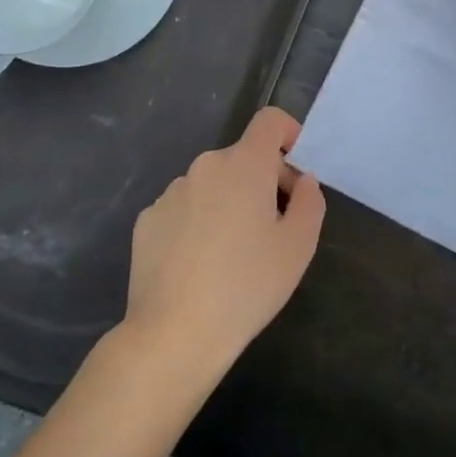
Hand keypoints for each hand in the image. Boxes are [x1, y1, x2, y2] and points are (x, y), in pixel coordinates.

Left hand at [123, 108, 325, 378]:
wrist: (173, 336)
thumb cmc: (247, 286)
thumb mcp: (299, 246)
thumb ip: (309, 201)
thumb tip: (301, 181)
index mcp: (245, 164)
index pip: (270, 120)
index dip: (289, 135)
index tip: (296, 171)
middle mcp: (205, 166)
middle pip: (243, 157)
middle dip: (262, 181)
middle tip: (272, 229)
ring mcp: (171, 192)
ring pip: (212, 185)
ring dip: (228, 203)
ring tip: (232, 254)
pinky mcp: (146, 221)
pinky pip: (184, 209)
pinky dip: (197, 223)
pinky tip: (198, 265)